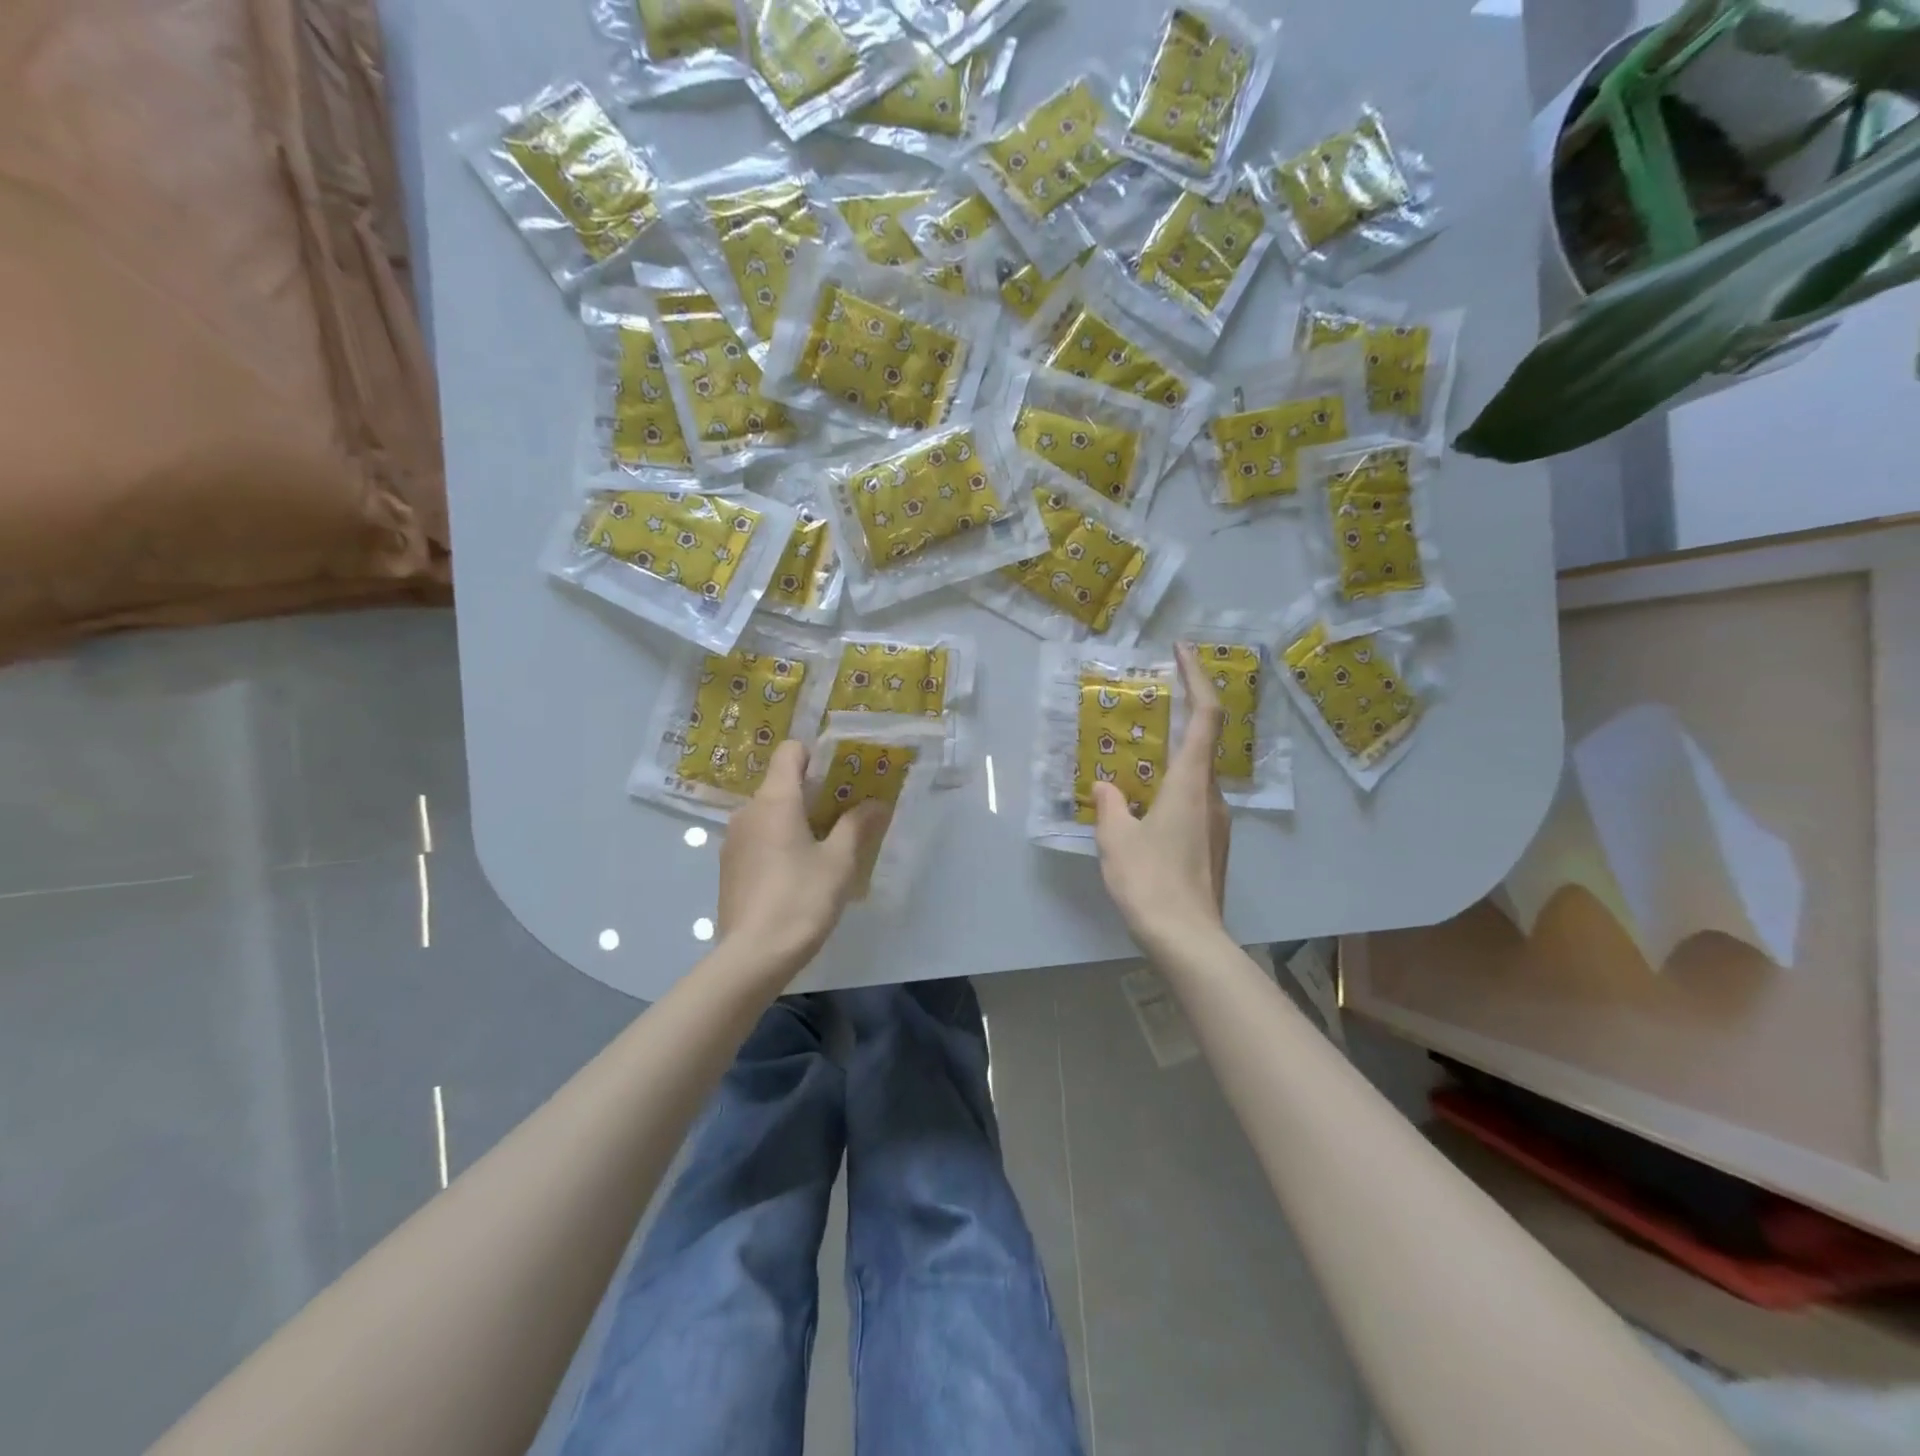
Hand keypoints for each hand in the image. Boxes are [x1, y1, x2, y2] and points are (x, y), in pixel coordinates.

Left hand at [716, 739, 890, 976]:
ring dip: (796, 819)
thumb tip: (877, 803)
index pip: (790, 752)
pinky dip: (779, 840)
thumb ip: (857, 826)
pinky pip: (758, 837)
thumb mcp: (839, 862)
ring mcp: (734, 839)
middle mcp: (748, 811)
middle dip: (813, 791)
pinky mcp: (729, 866)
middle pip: (781, 783)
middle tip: (844, 812)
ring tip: (825, 844)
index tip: (842, 776)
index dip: (817, 756)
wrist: (753, 955)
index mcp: (775, 800)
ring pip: (769, 813)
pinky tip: (798, 871)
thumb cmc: (801, 899)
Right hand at [1092, 645, 1230, 956]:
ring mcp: (1218, 823)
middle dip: (1178, 719)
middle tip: (1145, 709)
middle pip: (1202, 744)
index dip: (1196, 677)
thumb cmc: (1150, 881)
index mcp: (1190, 784)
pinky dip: (1170, 791)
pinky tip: (1143, 810)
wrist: (1188, 939)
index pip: (1204, 716)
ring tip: (1134, 765)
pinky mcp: (1213, 846)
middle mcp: (1212, 797)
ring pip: (1195, 778)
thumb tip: (1107, 786)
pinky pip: (1193, 803)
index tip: (1181, 651)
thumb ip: (1110, 803)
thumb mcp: (1116, 838)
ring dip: (1170, 761)